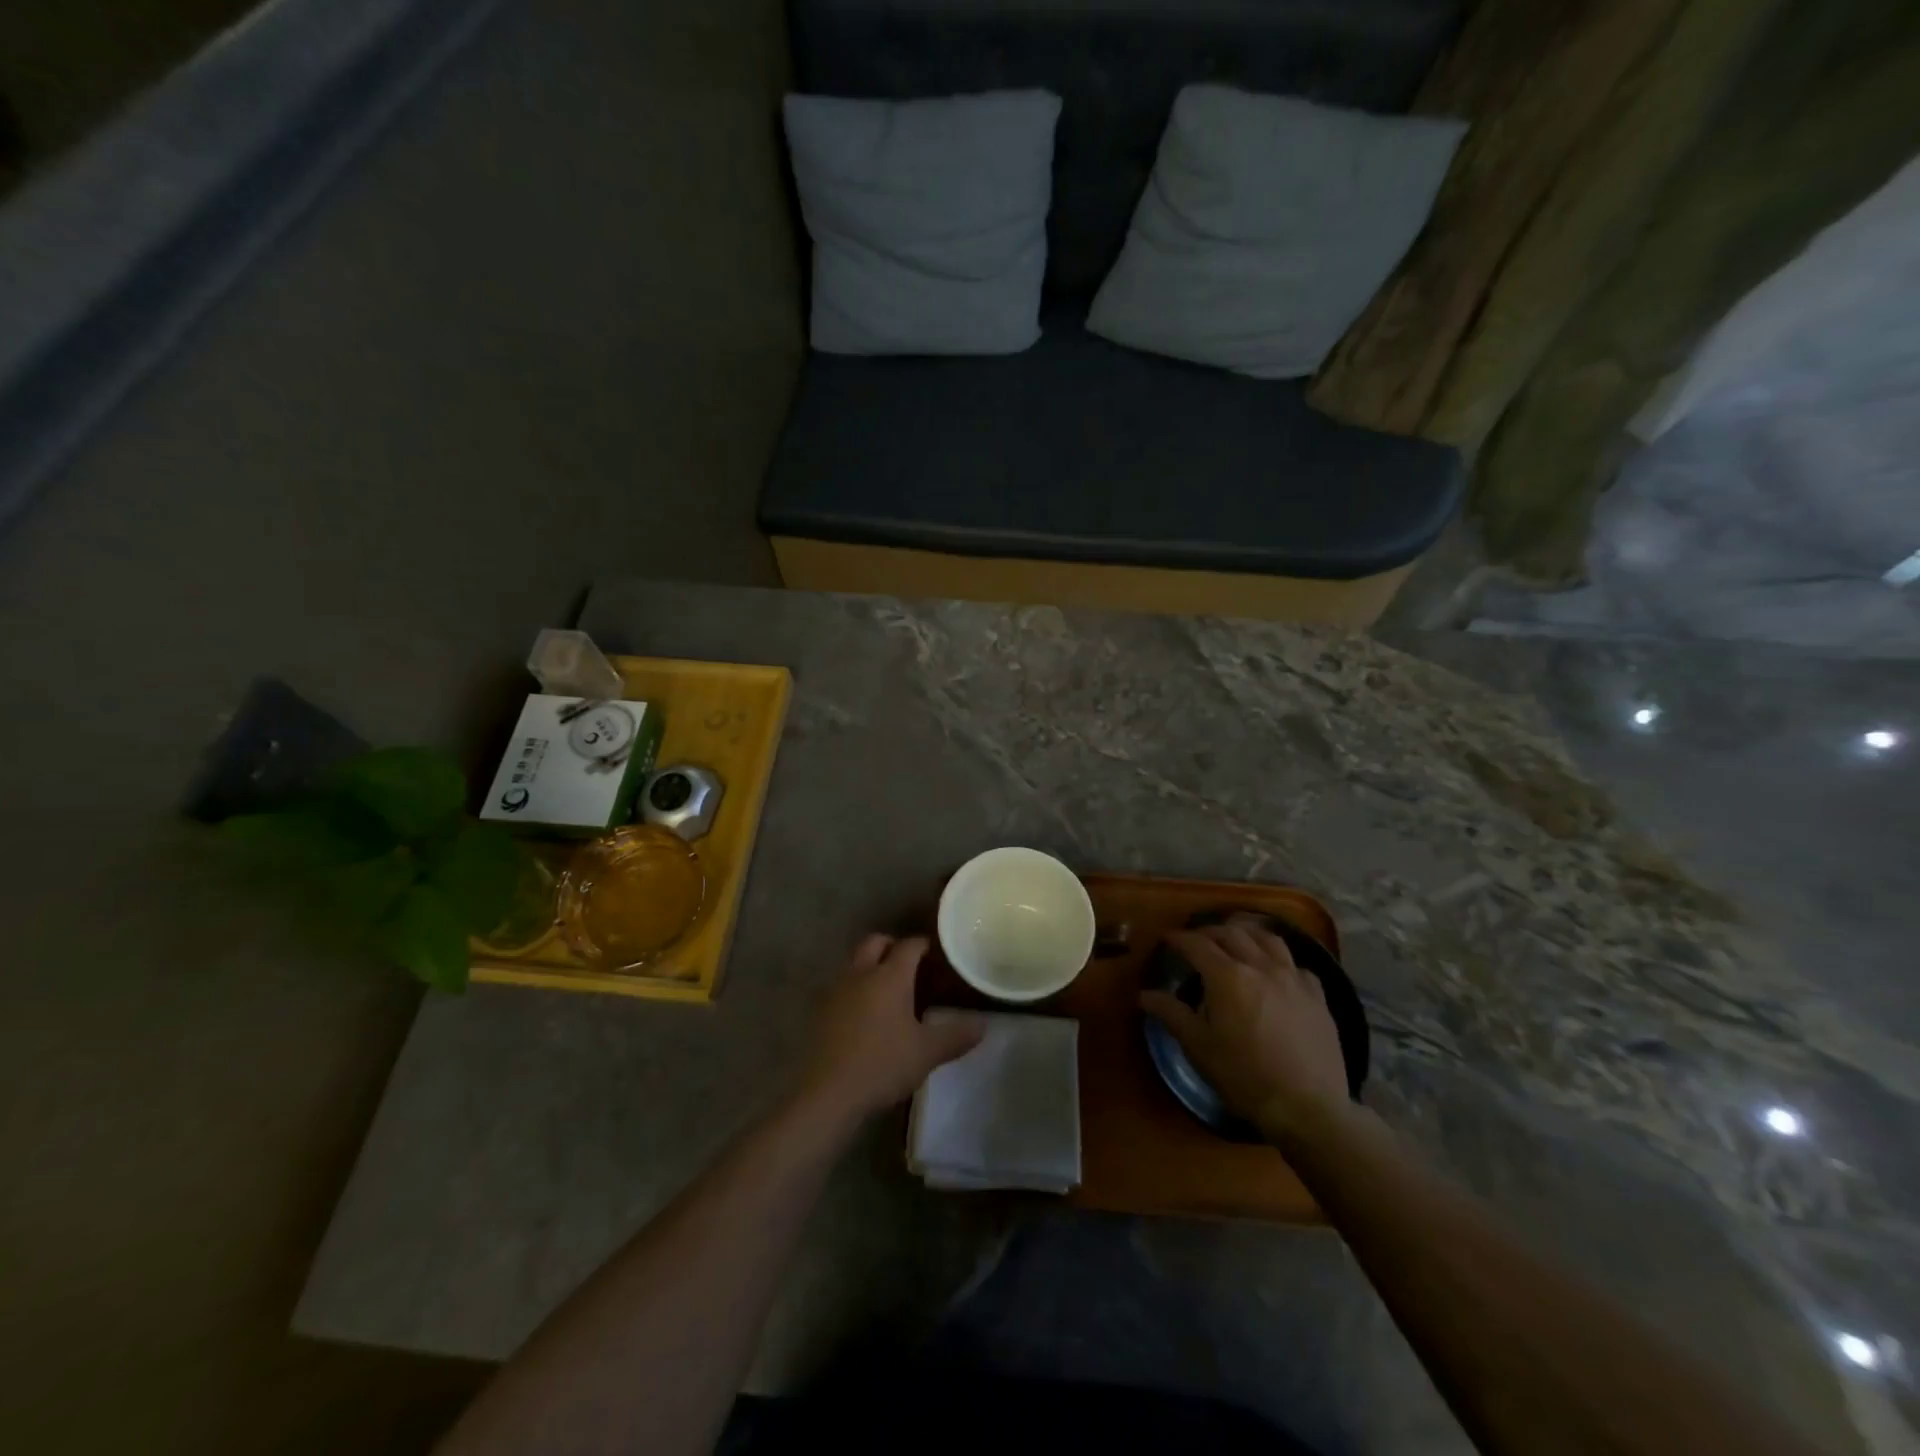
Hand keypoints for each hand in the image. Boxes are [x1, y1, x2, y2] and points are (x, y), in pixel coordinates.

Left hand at [795, 934, 984, 1130]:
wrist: (829, 1092)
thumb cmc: (883, 1064)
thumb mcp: (927, 1053)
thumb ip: (956, 1036)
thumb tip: (983, 1024)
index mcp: (890, 976)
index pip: (909, 946)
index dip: (922, 945)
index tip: (934, 953)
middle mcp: (861, 973)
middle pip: (875, 942)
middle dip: (891, 946)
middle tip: (908, 964)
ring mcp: (836, 989)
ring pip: (854, 961)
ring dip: (870, 965)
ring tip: (886, 988)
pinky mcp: (820, 1009)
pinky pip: (841, 984)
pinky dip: (854, 987)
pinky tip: (863, 1012)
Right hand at [1141, 919, 1351, 1139]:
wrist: (1307, 1107)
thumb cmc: (1244, 1076)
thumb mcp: (1199, 1047)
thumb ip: (1172, 1014)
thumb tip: (1144, 995)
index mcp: (1227, 976)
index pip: (1197, 944)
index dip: (1179, 938)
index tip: (1168, 939)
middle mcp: (1260, 966)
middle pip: (1232, 934)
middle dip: (1210, 931)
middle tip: (1197, 939)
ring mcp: (1293, 978)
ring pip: (1269, 939)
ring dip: (1247, 934)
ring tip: (1237, 940)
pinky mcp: (1317, 996)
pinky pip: (1297, 965)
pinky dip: (1280, 960)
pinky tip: (1277, 971)